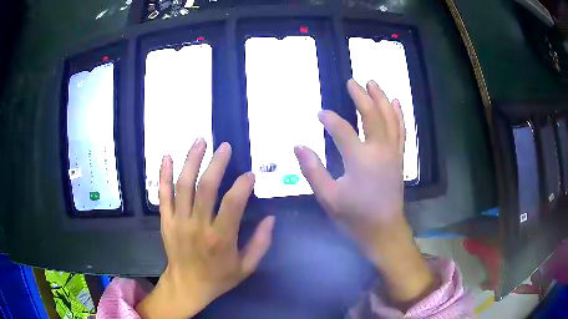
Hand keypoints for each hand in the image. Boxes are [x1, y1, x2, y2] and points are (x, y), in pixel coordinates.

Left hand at [136, 139, 274, 318]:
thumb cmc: (218, 278)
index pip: (232, 204)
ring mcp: (178, 221)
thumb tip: (271, 218)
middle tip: (225, 147)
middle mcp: (198, 225)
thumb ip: (261, 243)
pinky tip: (166, 156)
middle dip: (216, 163)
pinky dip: (163, 175)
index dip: (242, 185)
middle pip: (206, 187)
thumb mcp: (246, 267)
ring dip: (191, 161)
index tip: (250, 174)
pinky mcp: (165, 221)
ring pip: (183, 185)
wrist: (186, 286)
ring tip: (200, 141)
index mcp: (220, 238)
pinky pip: (163, 195)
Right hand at [295, 80, 435, 307]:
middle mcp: (380, 150)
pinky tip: (396, 102)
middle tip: (352, 82)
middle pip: (372, 114)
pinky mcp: (399, 157)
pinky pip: (401, 130)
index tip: (319, 114)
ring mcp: (393, 152)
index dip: (329, 119)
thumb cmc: (355, 217)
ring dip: (381, 98)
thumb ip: (313, 170)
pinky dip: (398, 114)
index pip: (342, 129)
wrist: (384, 230)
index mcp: (360, 159)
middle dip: (361, 96)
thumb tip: (298, 145)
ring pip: (390, 118)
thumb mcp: (328, 197)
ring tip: (373, 83)